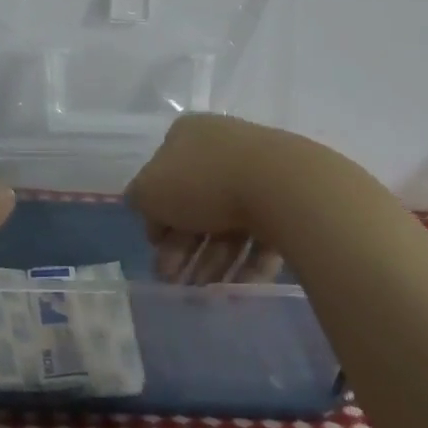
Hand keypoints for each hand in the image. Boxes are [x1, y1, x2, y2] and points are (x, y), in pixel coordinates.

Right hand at [125, 113, 291, 284]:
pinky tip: (237, 287)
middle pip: (196, 204)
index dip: (155, 215)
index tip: (155, 247)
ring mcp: (259, 173)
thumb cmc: (203, 182)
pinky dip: (248, 262)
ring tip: (206, 291)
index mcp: (188, 136)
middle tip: (174, 280)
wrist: (280, 186)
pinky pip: (261, 233)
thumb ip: (139, 198)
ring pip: (228, 222)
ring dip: (212, 260)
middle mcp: (222, 148)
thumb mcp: (150, 190)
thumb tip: (141, 204)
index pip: (163, 177)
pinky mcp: (289, 200)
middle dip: (182, 247)